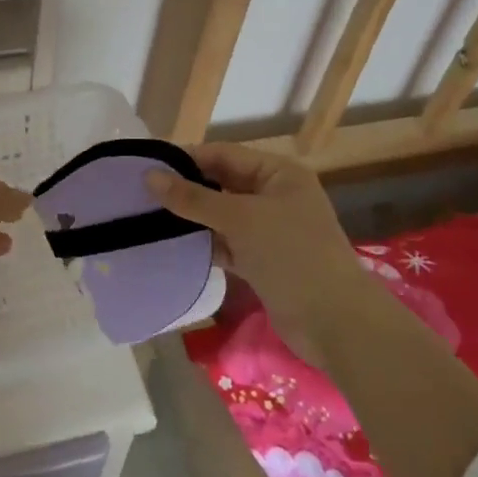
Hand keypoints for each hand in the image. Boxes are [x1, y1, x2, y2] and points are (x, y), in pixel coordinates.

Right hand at [145, 142, 371, 357]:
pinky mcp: (263, 261)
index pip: (224, 155)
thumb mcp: (241, 219)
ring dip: (192, 219)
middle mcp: (274, 195)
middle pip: (222, 184)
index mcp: (278, 173)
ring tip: (149, 219)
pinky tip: (174, 247)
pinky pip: (227, 243)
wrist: (335, 322)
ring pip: (222, 216)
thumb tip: (150, 176)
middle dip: (187, 189)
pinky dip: (205, 244)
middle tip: (142, 195)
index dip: (187, 158)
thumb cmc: (292, 255)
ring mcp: (270, 230)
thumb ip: (194, 198)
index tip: (147, 166)